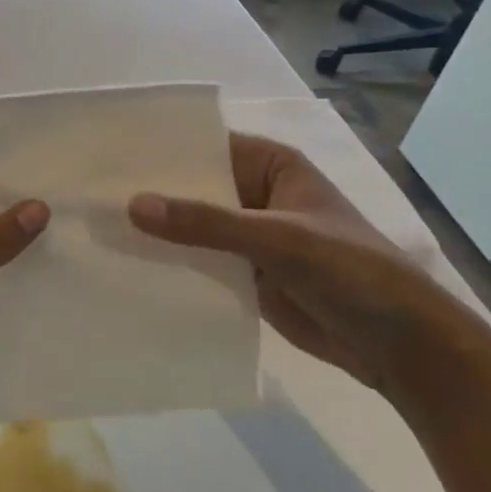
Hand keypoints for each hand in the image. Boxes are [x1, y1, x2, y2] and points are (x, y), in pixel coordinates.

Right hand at [127, 132, 468, 392]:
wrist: (401, 346)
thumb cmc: (351, 271)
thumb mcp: (278, 237)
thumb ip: (206, 222)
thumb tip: (133, 205)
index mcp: (270, 165)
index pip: (204, 145)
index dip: (159, 149)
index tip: (108, 153)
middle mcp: (254, 193)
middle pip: (192, 186)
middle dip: (150, 191)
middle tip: (89, 192)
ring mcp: (247, 235)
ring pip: (190, 225)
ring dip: (155, 230)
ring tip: (95, 225)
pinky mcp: (243, 273)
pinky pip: (198, 260)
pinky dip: (169, 261)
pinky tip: (126, 263)